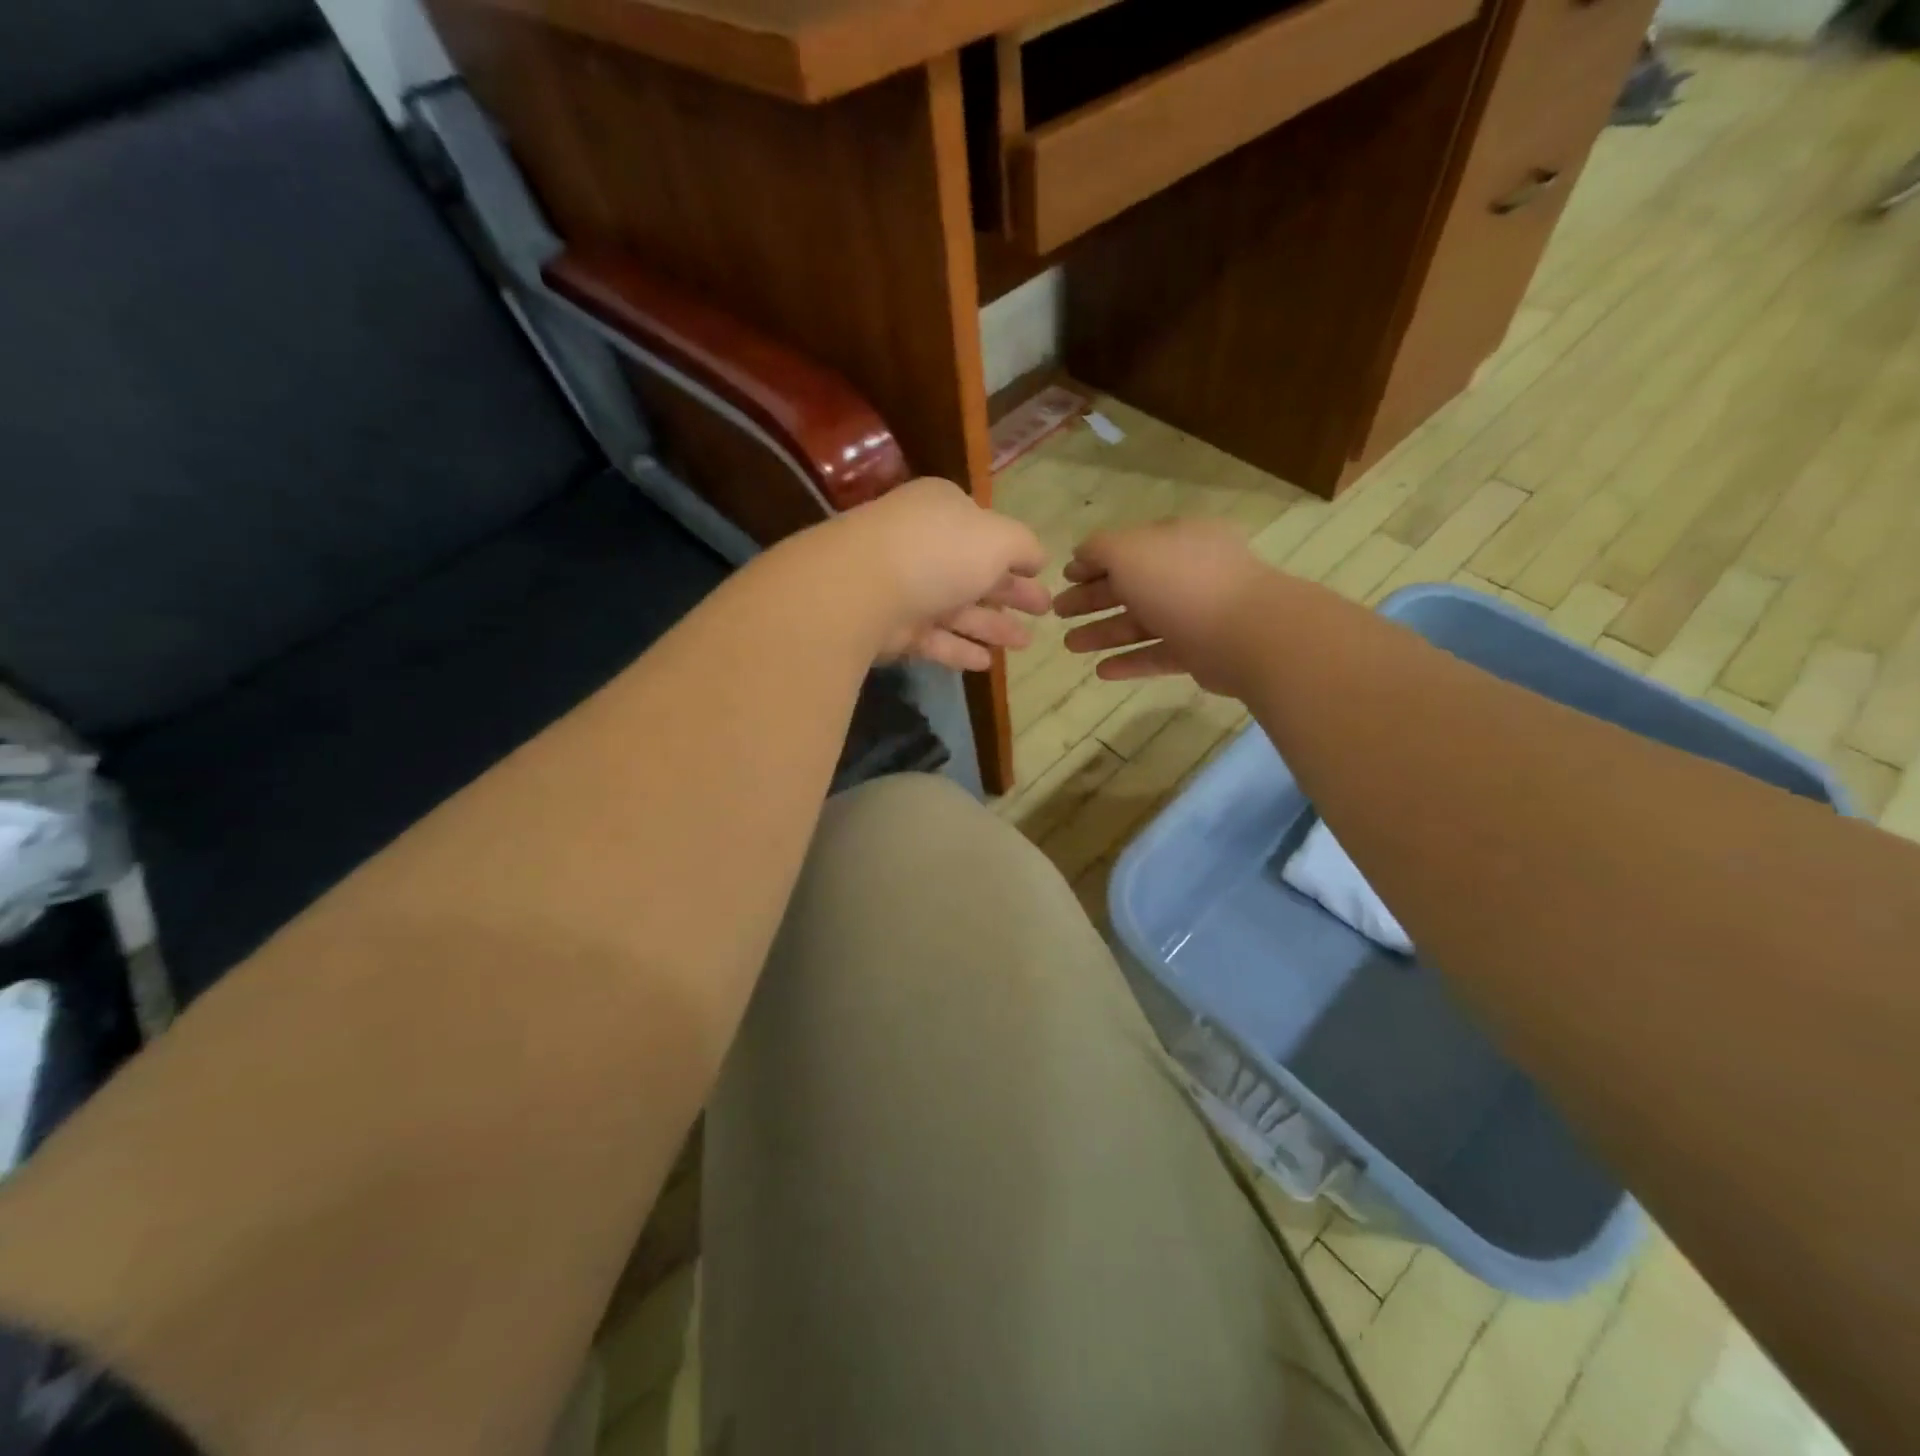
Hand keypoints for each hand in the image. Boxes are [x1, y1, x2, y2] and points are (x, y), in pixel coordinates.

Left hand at [811, 478, 1050, 671]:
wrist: (863, 588)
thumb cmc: (939, 551)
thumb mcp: (998, 538)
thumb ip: (1024, 546)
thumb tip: (1036, 558)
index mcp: (944, 511)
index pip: (986, 531)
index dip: (1015, 554)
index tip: (1040, 575)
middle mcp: (923, 545)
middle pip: (975, 572)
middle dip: (1011, 593)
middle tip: (1043, 611)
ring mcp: (905, 588)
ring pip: (957, 609)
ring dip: (992, 626)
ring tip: (1025, 644)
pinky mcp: (892, 628)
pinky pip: (933, 639)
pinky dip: (960, 649)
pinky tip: (987, 664)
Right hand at [1053, 519, 1271, 694]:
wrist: (1246, 633)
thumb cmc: (1181, 582)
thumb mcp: (1129, 551)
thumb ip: (1099, 549)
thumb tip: (1081, 554)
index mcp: (1176, 540)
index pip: (1128, 547)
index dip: (1093, 562)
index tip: (1064, 578)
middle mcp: (1187, 572)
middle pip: (1131, 585)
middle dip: (1092, 598)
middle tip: (1058, 613)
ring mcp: (1196, 613)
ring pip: (1141, 622)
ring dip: (1103, 632)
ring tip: (1070, 646)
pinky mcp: (1200, 650)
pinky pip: (1158, 654)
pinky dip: (1130, 661)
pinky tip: (1101, 671)